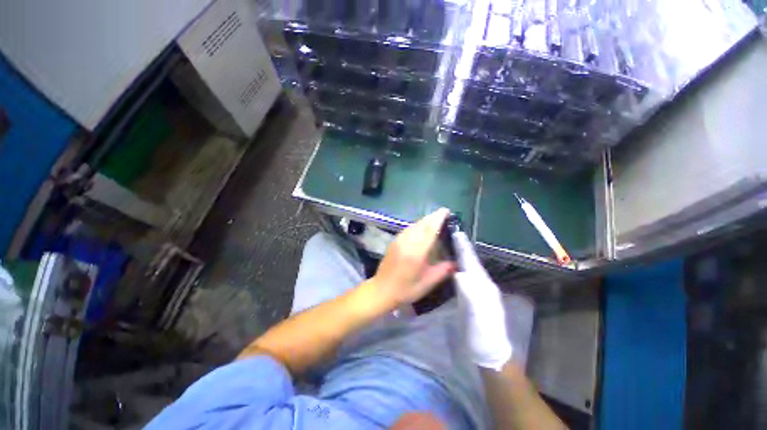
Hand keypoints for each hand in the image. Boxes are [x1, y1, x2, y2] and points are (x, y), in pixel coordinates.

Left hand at [370, 208, 456, 308]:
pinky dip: (417, 225)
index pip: (429, 230)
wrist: (381, 290)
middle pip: (422, 224)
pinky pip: (408, 228)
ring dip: (425, 220)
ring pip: (414, 224)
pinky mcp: (394, 241)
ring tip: (435, 219)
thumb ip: (442, 271)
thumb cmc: (405, 289)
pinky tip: (421, 228)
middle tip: (443, 213)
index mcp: (416, 252)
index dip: (438, 219)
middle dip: (433, 216)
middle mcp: (407, 242)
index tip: (446, 211)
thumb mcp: (427, 284)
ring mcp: (399, 240)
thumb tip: (455, 262)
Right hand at [453, 232, 511, 370]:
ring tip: (452, 243)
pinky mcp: (471, 297)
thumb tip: (460, 274)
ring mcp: (478, 290)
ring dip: (461, 254)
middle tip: (453, 233)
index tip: (457, 232)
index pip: (471, 262)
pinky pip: (465, 275)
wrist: (489, 353)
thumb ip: (471, 295)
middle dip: (462, 247)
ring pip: (468, 267)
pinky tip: (454, 264)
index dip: (464, 247)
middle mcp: (482, 284)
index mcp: (483, 286)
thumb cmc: (483, 336)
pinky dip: (459, 265)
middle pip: (471, 261)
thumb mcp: (479, 318)